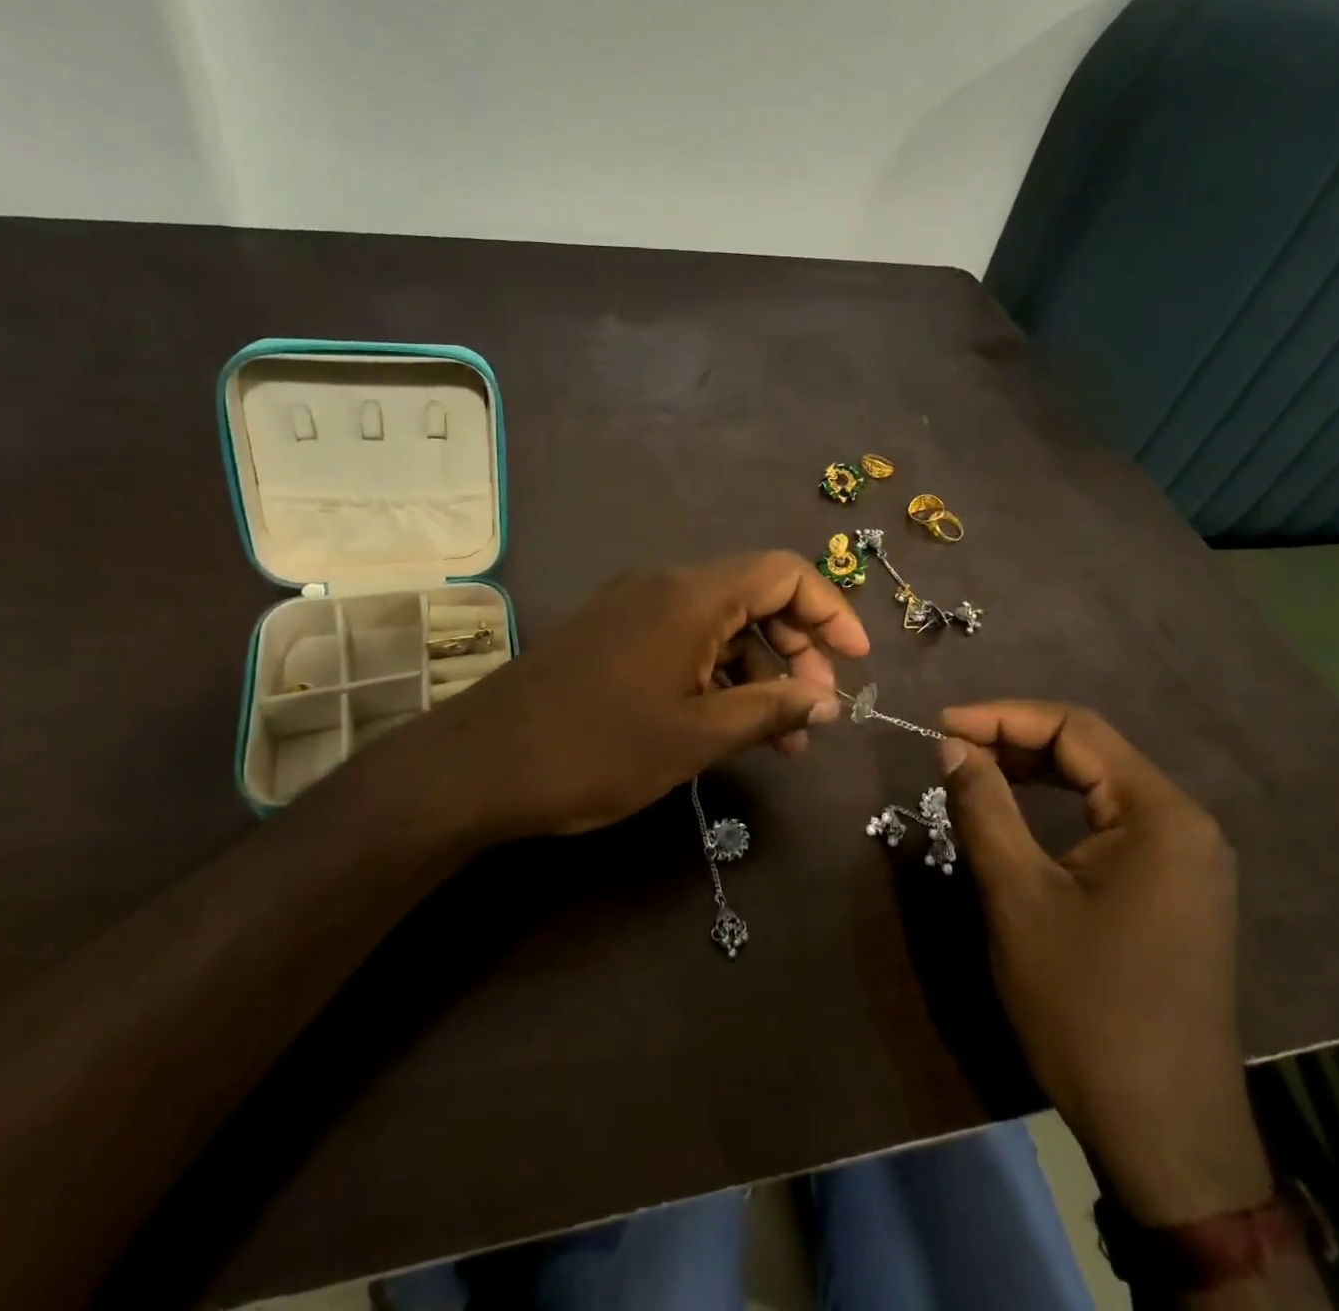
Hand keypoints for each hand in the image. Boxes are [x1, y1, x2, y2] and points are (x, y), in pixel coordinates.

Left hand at [371, 552, 869, 842]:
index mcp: (690, 595)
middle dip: (797, 649)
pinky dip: (716, 677)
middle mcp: (664, 587)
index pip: (783, 572)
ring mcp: (633, 610)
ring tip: (783, 736)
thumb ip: (770, 710)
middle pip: (754, 597)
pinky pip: (683, 644)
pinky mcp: (612, 637)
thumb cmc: (597, 748)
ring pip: (719, 626)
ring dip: (757, 672)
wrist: (481, 765)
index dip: (830, 610)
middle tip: (817, 709)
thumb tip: (829, 699)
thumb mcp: (695, 736)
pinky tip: (729, 726)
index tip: (857, 661)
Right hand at [938, 702, 1272, 1226]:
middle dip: (1015, 740)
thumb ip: (983, 807)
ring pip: (1099, 785)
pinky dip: (1057, 806)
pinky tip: (1019, 813)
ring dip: (1033, 770)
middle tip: (950, 750)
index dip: (1001, 716)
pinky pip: (1109, 822)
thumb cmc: (1085, 1005)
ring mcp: (1185, 860)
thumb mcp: (1018, 896)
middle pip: (1091, 751)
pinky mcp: (1173, 890)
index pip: (1075, 729)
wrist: (1163, 1131)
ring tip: (973, 772)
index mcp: (1160, 815)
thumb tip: (951, 745)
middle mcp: (1184, 825)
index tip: (941, 727)